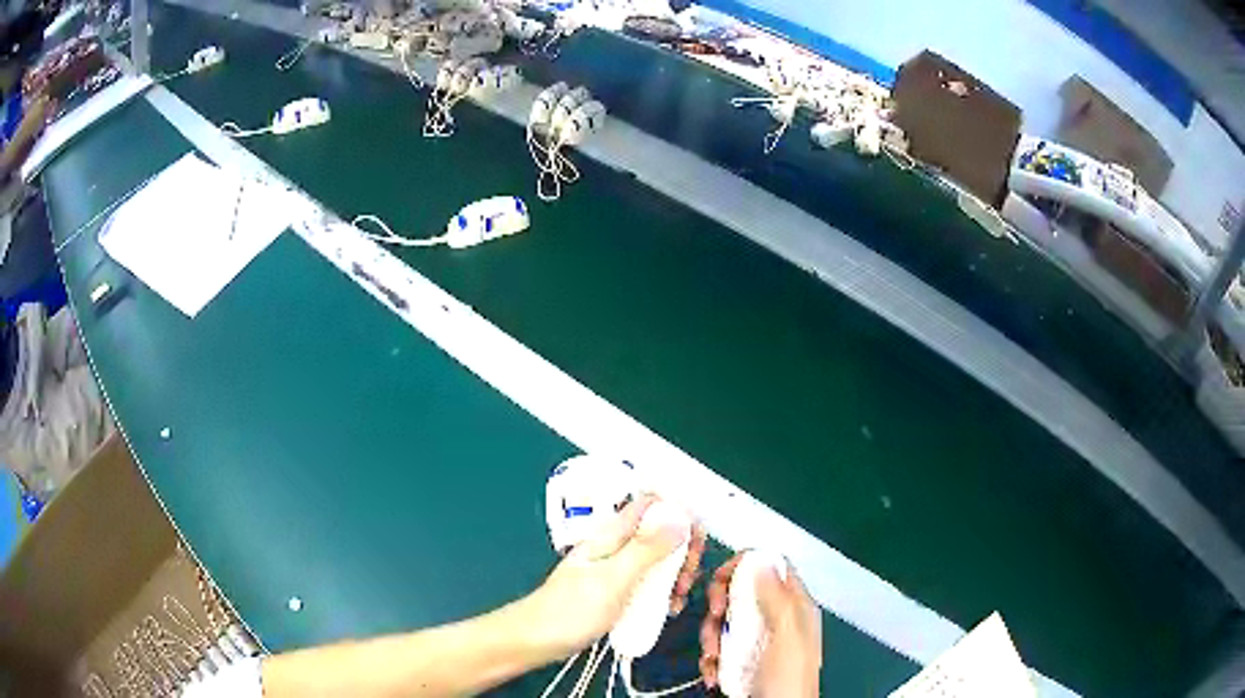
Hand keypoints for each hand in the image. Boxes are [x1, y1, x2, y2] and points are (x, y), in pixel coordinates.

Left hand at [528, 494, 705, 655]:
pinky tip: (667, 611)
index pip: (650, 505)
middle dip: (682, 552)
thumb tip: (681, 519)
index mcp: (612, 535)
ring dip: (675, 577)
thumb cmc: (571, 610)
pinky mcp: (616, 593)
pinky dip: (663, 594)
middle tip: (687, 578)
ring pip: (657, 563)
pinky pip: (648, 586)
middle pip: (660, 535)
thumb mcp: (614, 579)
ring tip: (678, 600)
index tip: (697, 538)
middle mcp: (616, 548)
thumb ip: (647, 550)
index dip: (678, 512)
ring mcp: (616, 572)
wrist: (536, 641)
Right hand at [700, 553, 821, 696]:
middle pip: (741, 592)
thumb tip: (761, 559)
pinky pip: (719, 648)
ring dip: (711, 637)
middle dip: (720, 604)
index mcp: (794, 606)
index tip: (720, 576)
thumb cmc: (788, 676)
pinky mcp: (742, 660)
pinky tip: (711, 672)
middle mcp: (776, 618)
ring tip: (712, 657)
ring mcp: (758, 640)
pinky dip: (710, 659)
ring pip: (725, 621)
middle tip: (714, 617)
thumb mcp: (786, 635)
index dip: (745, 564)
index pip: (772, 567)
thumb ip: (776, 597)